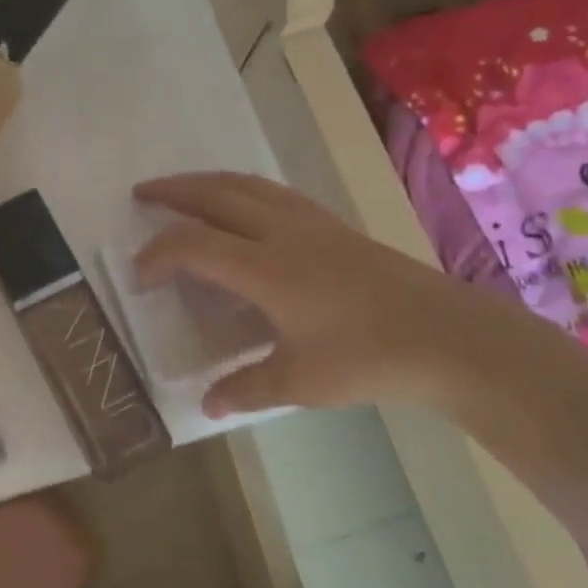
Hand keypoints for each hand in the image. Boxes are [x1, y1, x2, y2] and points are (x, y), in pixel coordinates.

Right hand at [134, 172, 549, 419]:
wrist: (449, 336)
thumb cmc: (369, 358)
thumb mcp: (301, 381)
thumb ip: (247, 388)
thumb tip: (206, 405)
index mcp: (265, 269)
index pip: (193, 245)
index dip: (158, 253)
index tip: (139, 273)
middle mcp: (280, 233)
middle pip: (214, 195)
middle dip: (173, 191)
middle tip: (141, 193)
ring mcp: (310, 222)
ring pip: (246, 185)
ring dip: (206, 182)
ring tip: (183, 189)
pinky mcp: (332, 225)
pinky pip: (273, 191)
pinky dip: (241, 188)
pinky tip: (243, 203)